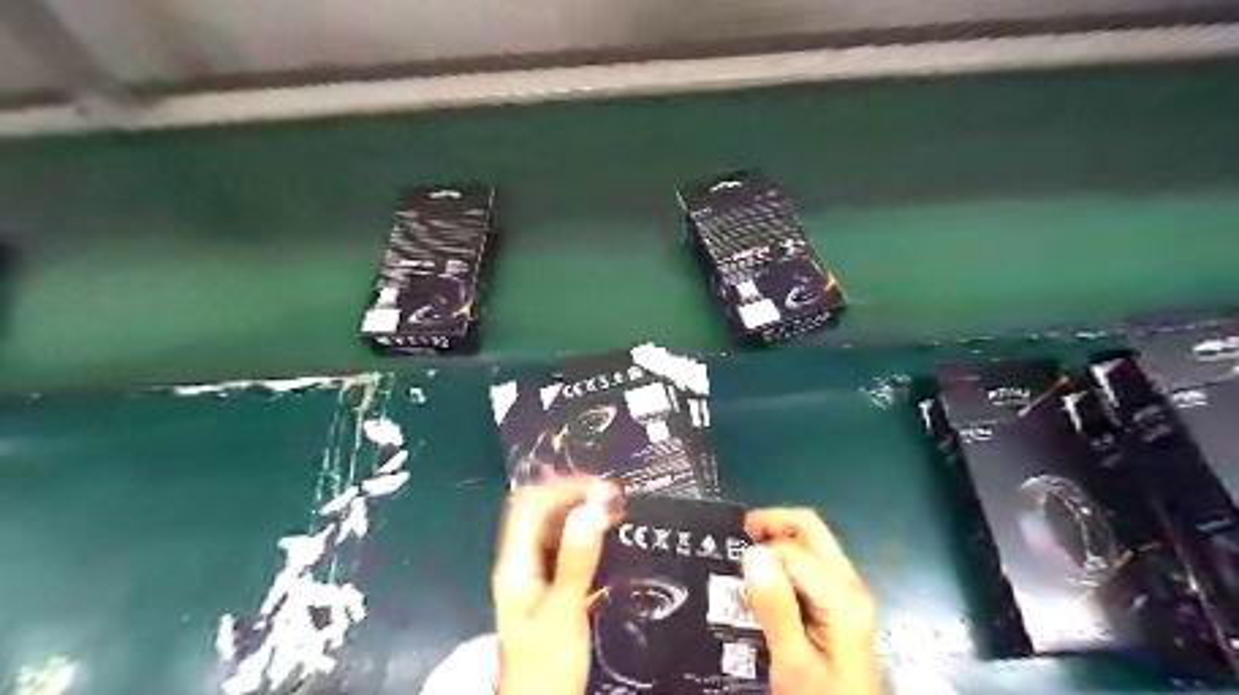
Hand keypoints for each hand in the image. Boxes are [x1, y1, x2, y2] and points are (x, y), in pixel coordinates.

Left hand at [489, 480, 612, 694]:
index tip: (599, 487)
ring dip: (583, 515)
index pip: (530, 506)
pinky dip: (587, 537)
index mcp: (515, 564)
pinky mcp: (554, 589)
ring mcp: (537, 576)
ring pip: (557, 531)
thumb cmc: (546, 663)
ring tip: (615, 509)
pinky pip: (568, 550)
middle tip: (614, 495)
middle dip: (575, 497)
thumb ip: (576, 559)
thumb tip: (591, 507)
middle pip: (542, 515)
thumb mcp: (564, 609)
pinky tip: (610, 537)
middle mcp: (523, 563)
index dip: (562, 489)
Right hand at [745, 506, 880, 694]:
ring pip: (809, 543)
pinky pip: (809, 564)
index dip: (761, 555)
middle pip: (809, 530)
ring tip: (746, 561)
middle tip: (737, 534)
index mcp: (842, 597)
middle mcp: (849, 585)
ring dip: (776, 542)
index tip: (733, 572)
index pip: (792, 550)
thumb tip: (753, 553)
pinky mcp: (839, 604)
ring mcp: (847, 593)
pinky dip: (783, 561)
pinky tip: (764, 582)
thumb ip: (776, 608)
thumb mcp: (792, 663)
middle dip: (772, 523)